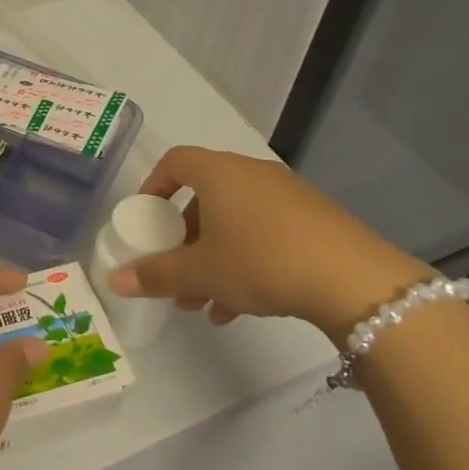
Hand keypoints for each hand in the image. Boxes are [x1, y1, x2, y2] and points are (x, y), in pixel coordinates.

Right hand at [106, 147, 428, 345]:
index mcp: (220, 173)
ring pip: (235, 222)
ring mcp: (288, 196)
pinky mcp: (315, 221)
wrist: (354, 280)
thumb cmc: (261, 261)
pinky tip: (239, 308)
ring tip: (202, 303)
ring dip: (212, 258)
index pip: (175, 161)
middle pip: (205, 198)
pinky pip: (265, 234)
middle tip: (173, 272)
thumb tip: (114, 280)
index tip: (145, 217)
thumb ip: (155, 275)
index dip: (154, 185)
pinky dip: (245, 262)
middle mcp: (252, 175)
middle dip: (184, 239)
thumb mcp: (200, 272)